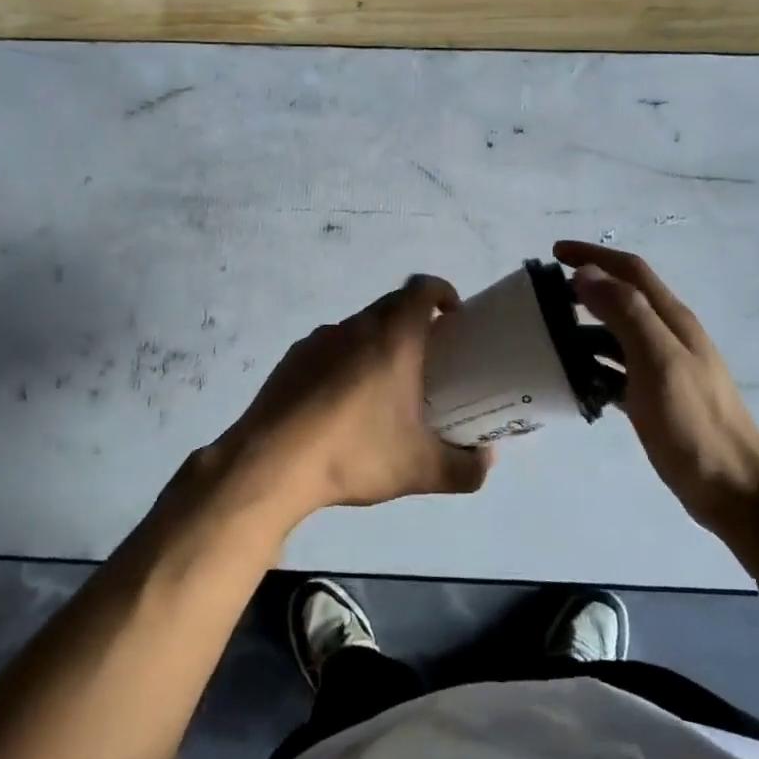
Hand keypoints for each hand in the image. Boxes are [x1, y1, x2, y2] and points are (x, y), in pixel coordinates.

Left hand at [213, 275, 492, 521]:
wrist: (271, 464)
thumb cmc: (354, 453)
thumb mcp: (420, 470)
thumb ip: (465, 468)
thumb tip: (487, 460)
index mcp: (392, 337)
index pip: (422, 288)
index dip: (442, 291)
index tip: (453, 317)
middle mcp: (356, 326)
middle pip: (392, 305)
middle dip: (414, 322)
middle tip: (427, 360)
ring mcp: (319, 339)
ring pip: (359, 326)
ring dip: (377, 343)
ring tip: (382, 388)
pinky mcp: (292, 358)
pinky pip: (330, 347)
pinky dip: (344, 361)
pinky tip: (340, 404)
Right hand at [555, 242, 758, 530]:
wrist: (734, 490)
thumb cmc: (693, 423)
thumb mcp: (657, 361)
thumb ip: (625, 312)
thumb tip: (586, 273)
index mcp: (673, 320)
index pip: (630, 271)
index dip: (593, 255)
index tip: (554, 252)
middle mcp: (669, 336)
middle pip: (623, 298)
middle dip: (585, 289)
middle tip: (544, 297)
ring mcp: (665, 368)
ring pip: (617, 335)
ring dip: (584, 328)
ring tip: (548, 338)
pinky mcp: (657, 398)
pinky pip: (617, 370)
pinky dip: (593, 366)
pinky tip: (573, 380)